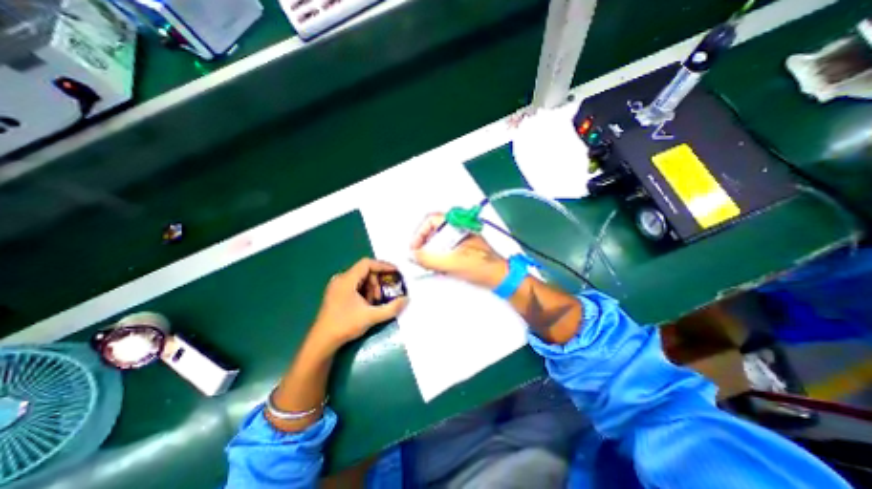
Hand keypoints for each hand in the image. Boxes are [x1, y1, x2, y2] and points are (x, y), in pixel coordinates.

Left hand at [312, 259, 410, 349]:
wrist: (322, 342)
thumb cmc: (345, 325)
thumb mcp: (371, 317)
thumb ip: (391, 308)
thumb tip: (406, 299)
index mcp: (346, 280)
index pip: (367, 263)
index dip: (383, 266)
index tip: (395, 272)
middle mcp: (341, 279)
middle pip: (365, 271)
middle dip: (377, 281)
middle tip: (383, 295)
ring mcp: (337, 286)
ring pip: (361, 279)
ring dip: (371, 288)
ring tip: (375, 303)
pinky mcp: (337, 294)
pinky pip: (355, 285)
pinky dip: (365, 292)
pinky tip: (367, 305)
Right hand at [412, 214, 508, 289]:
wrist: (500, 277)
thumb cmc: (481, 266)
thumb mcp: (452, 263)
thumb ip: (430, 259)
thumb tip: (413, 255)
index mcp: (458, 225)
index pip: (431, 220)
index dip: (419, 233)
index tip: (415, 248)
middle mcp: (458, 228)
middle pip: (433, 231)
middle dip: (424, 244)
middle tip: (420, 258)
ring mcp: (460, 238)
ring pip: (438, 240)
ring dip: (430, 252)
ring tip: (429, 266)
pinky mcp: (462, 247)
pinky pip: (444, 249)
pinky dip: (438, 257)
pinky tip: (439, 268)